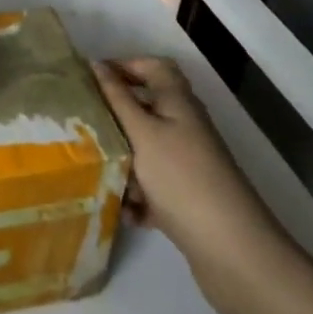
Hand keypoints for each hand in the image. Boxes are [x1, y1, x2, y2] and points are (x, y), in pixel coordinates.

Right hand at [93, 57, 291, 302]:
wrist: (230, 249)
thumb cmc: (180, 177)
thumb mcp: (142, 133)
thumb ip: (117, 99)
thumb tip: (97, 64)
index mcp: (178, 102)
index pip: (153, 66)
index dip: (124, 66)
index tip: (91, 80)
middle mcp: (185, 126)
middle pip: (146, 109)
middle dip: (115, 117)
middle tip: (82, 125)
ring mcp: (187, 163)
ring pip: (145, 150)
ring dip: (122, 159)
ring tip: (96, 171)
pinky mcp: (186, 196)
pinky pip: (153, 185)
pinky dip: (137, 195)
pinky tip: (124, 210)